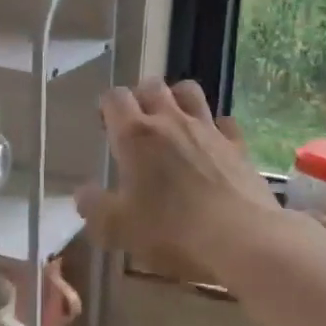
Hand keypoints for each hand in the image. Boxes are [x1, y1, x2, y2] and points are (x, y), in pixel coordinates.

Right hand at [75, 79, 280, 281]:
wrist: (242, 240)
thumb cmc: (172, 232)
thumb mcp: (118, 229)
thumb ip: (94, 208)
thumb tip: (83, 193)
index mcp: (135, 136)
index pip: (115, 97)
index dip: (107, 107)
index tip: (105, 126)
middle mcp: (170, 121)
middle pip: (152, 86)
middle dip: (140, 97)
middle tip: (136, 125)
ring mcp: (208, 129)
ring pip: (188, 91)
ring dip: (175, 99)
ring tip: (171, 122)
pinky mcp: (238, 145)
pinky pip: (223, 121)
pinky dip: (214, 126)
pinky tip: (211, 144)